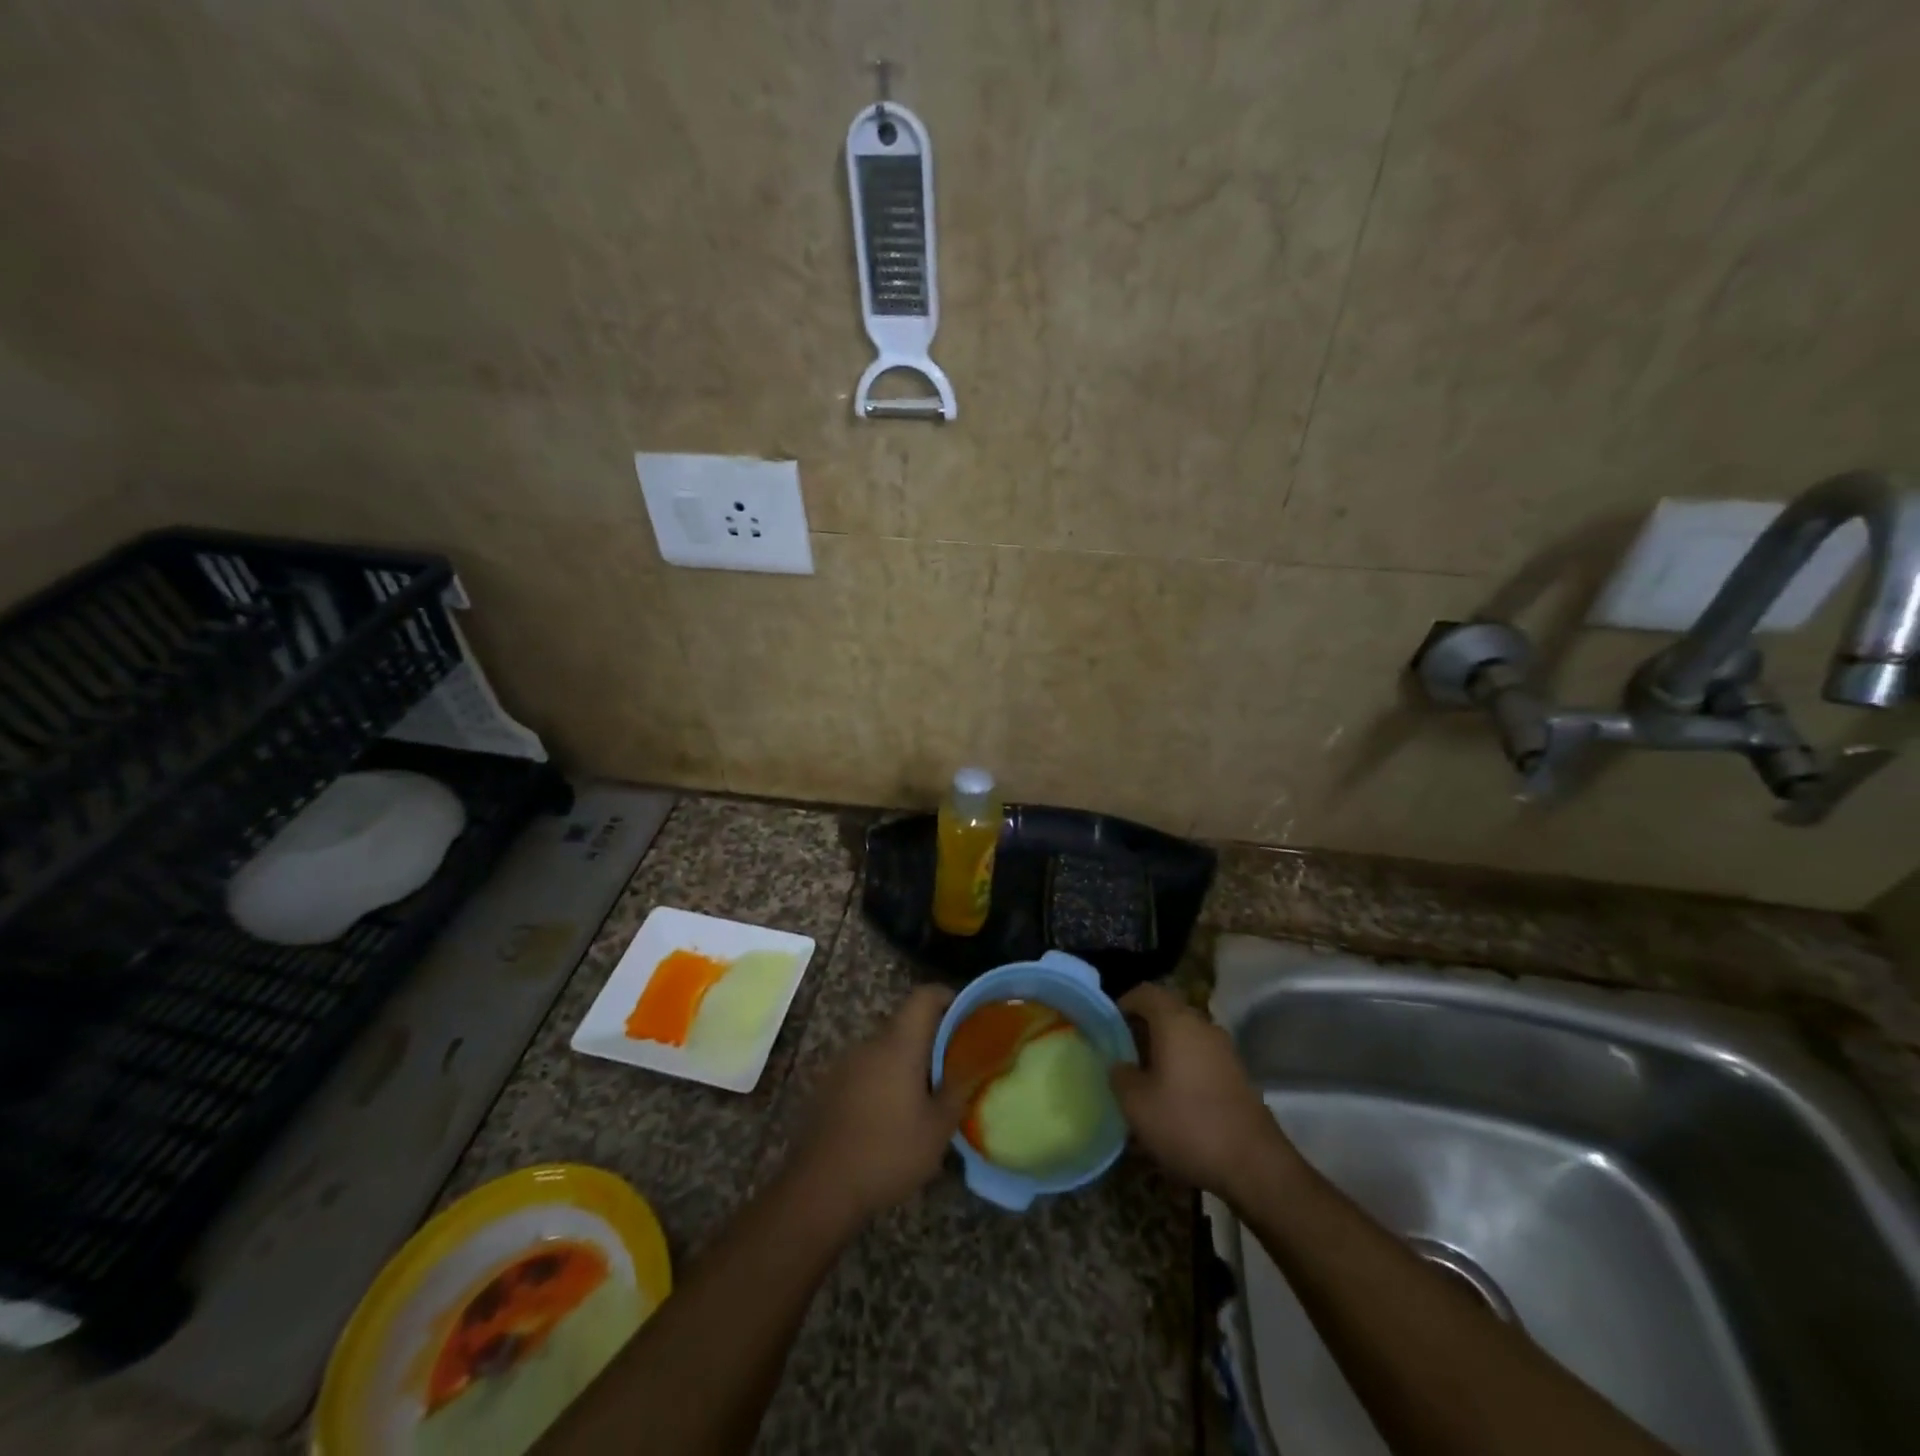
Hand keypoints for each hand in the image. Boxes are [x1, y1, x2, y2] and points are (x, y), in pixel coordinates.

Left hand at [786, 985, 967, 1226]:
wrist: (820, 1188)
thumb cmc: (887, 1153)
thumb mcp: (937, 1129)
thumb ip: (959, 1091)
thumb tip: (975, 1067)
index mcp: (899, 1044)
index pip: (924, 996)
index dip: (947, 997)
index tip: (966, 1017)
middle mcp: (870, 1044)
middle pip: (905, 1024)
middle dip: (930, 1039)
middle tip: (952, 1067)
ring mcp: (845, 1064)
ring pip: (884, 1049)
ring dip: (906, 1063)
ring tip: (924, 1097)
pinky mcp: (829, 1087)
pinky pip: (865, 1070)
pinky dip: (883, 1081)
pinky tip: (890, 1117)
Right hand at [1109, 983, 1296, 1204]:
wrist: (1254, 1166)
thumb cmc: (1187, 1124)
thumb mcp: (1136, 1104)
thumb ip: (1120, 1075)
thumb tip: (1120, 1065)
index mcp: (1175, 1021)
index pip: (1145, 992)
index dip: (1123, 1004)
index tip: (1108, 1028)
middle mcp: (1202, 1025)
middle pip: (1167, 1013)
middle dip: (1143, 1030)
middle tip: (1123, 1057)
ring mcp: (1224, 1050)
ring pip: (1185, 1037)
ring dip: (1164, 1051)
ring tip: (1146, 1082)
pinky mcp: (1237, 1075)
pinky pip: (1201, 1058)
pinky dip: (1184, 1068)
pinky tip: (1174, 1100)